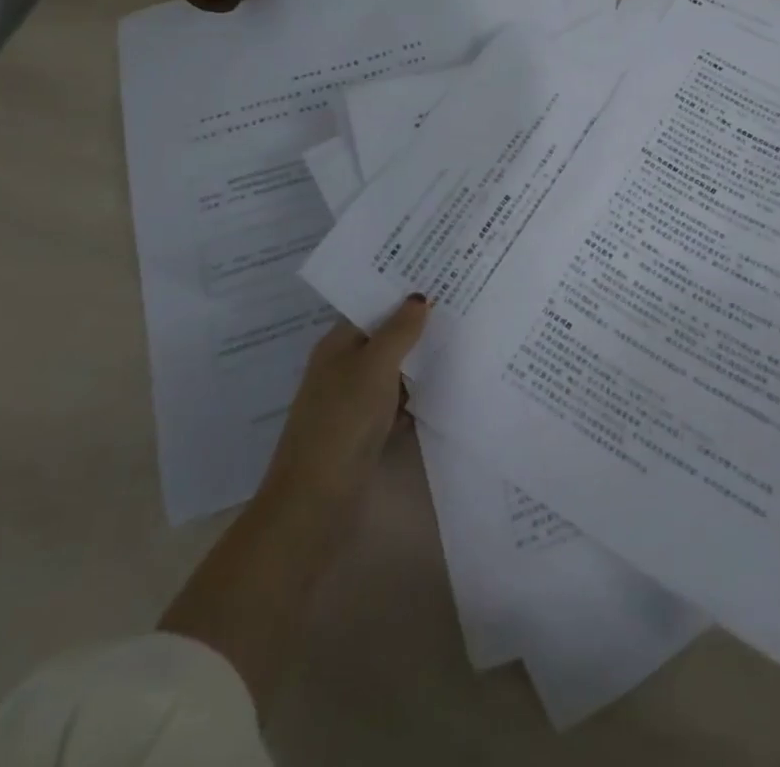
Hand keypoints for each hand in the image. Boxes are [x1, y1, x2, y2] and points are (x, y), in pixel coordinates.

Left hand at [160, 296, 430, 711]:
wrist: (314, 505)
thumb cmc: (342, 424)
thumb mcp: (373, 368)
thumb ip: (399, 331)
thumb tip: (419, 297)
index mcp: (337, 346)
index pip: (372, 307)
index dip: (402, 292)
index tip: (440, 275)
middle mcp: (343, 369)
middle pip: (386, 337)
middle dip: (418, 325)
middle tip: (463, 302)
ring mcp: (354, 403)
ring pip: (395, 371)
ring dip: (422, 361)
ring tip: (465, 338)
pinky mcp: (367, 433)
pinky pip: (399, 402)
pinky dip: (419, 396)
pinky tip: (450, 387)